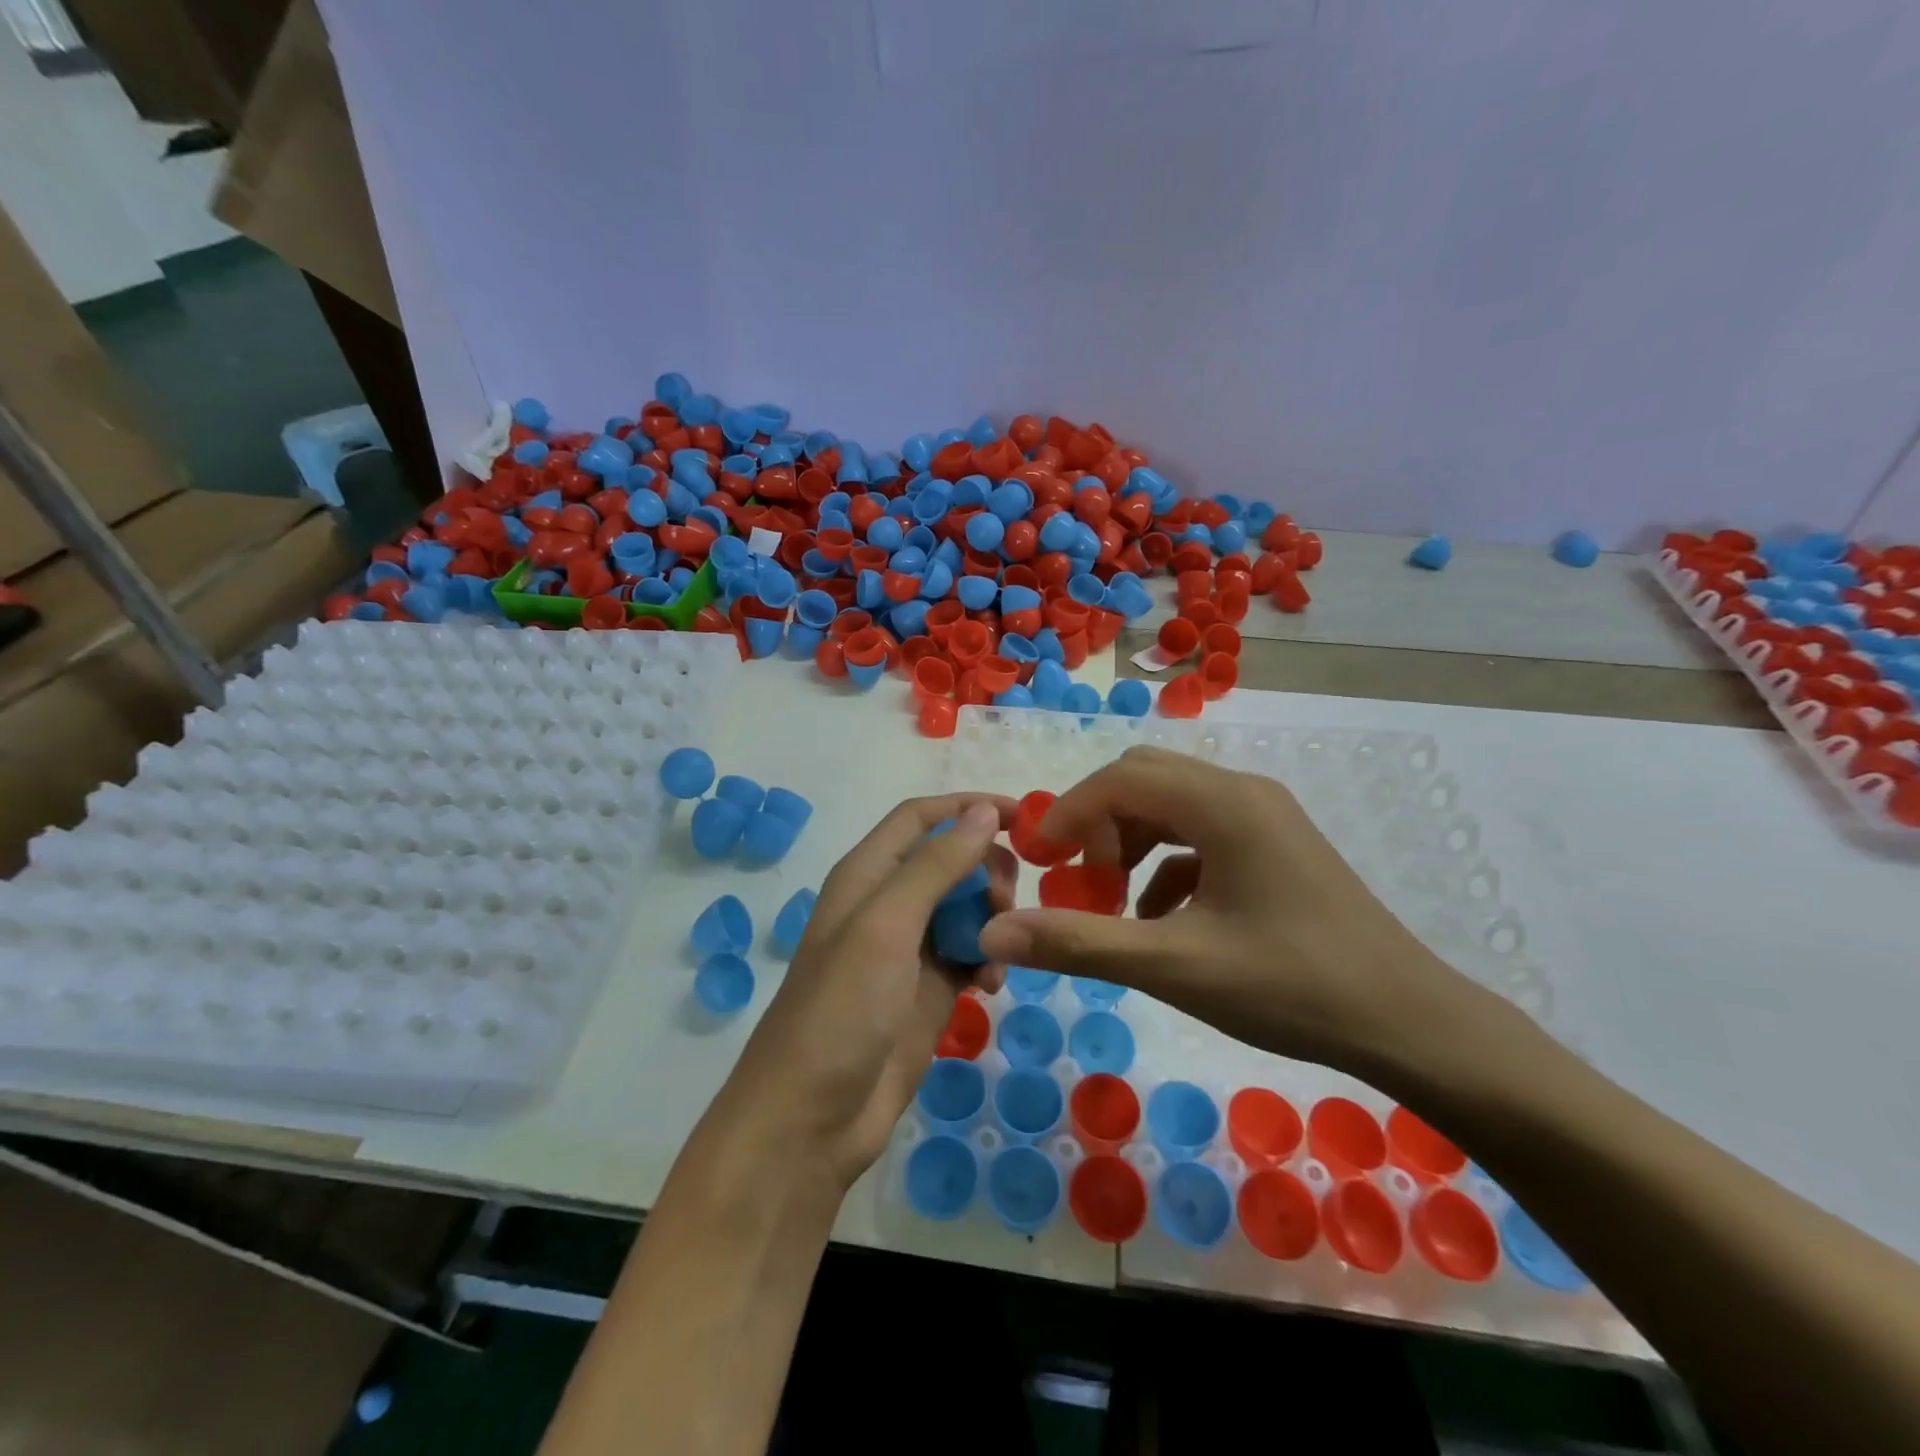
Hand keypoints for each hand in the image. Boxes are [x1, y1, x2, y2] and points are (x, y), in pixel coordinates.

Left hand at [718, 796, 1017, 1191]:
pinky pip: (971, 954)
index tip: (1022, 817)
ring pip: (966, 908)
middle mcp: (888, 904)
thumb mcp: (886, 926)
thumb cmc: (841, 1010)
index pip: (922, 818)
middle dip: (986, 871)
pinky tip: (993, 983)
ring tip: (998, 949)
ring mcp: (909, 950)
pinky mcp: (928, 992)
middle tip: (1005, 903)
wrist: (811, 1120)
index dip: (967, 807)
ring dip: (991, 918)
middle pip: (951, 861)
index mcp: (867, 875)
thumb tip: (982, 810)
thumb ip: (935, 866)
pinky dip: (988, 959)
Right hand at [977, 746, 1464, 1073]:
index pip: (1119, 779)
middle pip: (1144, 780)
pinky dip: (1166, 866)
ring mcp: (1265, 817)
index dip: (1067, 813)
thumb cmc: (1291, 986)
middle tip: (1078, 881)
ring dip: (1130, 844)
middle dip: (1098, 825)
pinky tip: (1162, 919)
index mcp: (1222, 803)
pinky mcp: (1276, 846)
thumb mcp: (1174, 966)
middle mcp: (1243, 792)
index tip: (1039, 862)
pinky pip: (1201, 836)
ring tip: (1115, 904)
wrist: (1411, 1024)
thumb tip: (994, 934)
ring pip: (1172, 807)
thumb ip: (1080, 943)